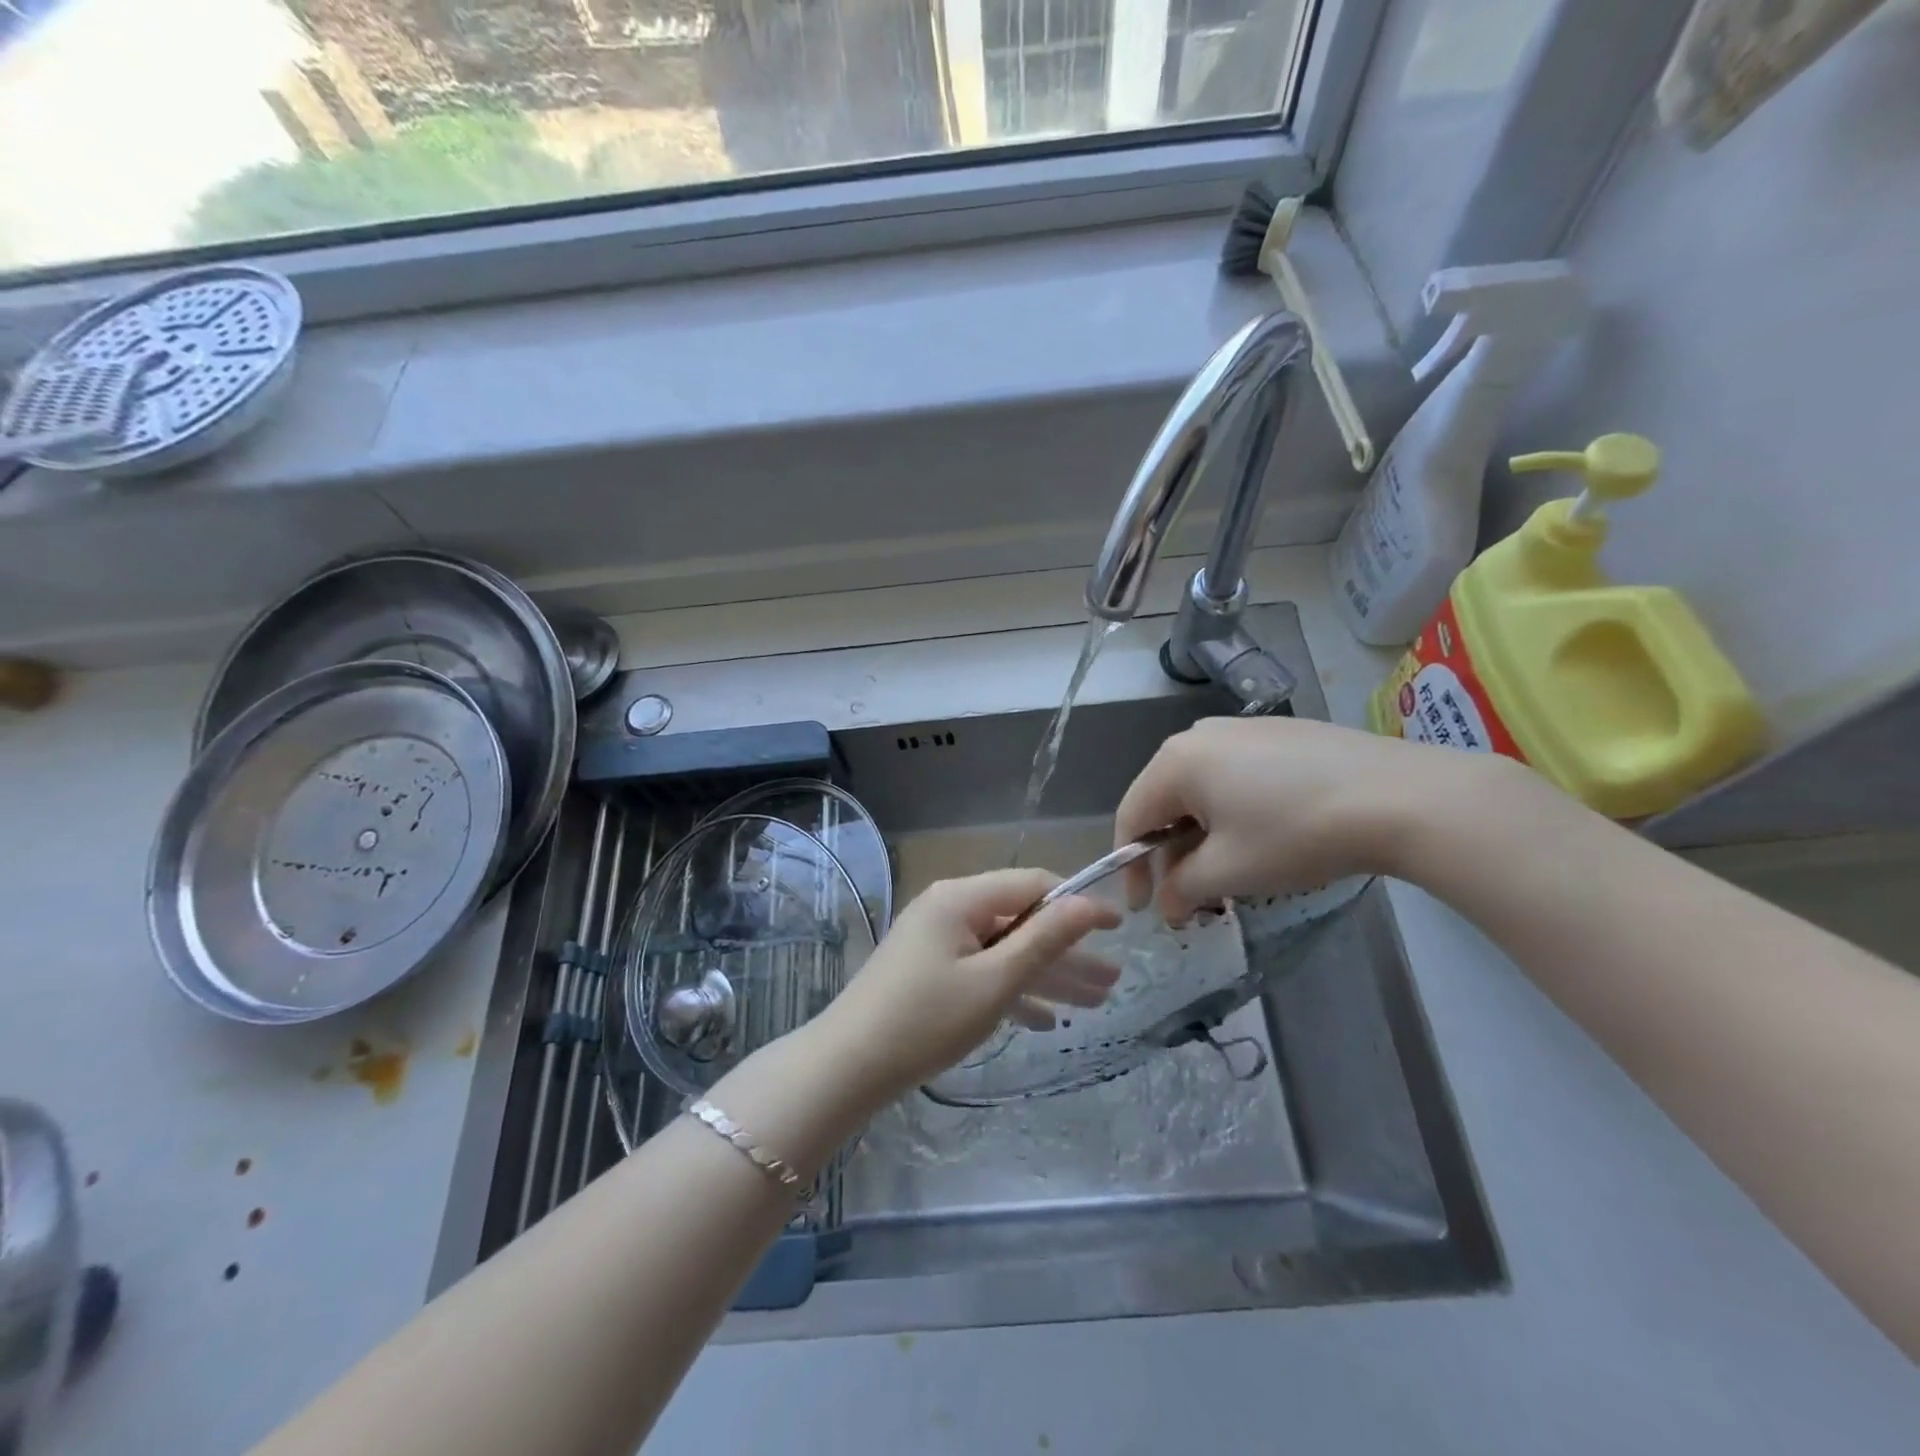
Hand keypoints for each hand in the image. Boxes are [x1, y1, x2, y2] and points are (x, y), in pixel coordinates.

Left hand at [813, 869, 1121, 1104]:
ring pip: (1003, 951)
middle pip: (1020, 922)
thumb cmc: (927, 1020)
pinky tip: (1045, 1022)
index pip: (1032, 884)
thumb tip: (1089, 903)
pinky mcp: (928, 971)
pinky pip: (980, 972)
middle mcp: (949, 909)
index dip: (1077, 903)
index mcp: (961, 898)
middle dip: (1067, 952)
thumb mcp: (995, 980)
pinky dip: (1011, 991)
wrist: (847, 1067)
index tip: (1118, 927)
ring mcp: (936, 941)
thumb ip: (1045, 939)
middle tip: (1113, 982)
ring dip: (1046, 976)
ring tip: (1095, 1003)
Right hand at [1115, 716, 1483, 921]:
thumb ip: (1182, 888)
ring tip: (1228, 873)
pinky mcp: (1280, 733)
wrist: (1402, 797)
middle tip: (1190, 897)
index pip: (1132, 817)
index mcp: (1175, 761)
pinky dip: (1232, 812)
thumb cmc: (1296, 834)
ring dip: (1202, 836)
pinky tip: (1263, 837)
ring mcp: (1241, 729)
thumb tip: (1166, 903)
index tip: (1144, 909)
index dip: (1130, 867)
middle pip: (1165, 801)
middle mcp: (1199, 735)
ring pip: (1201, 789)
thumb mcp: (1230, 871)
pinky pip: (1234, 775)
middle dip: (1170, 853)